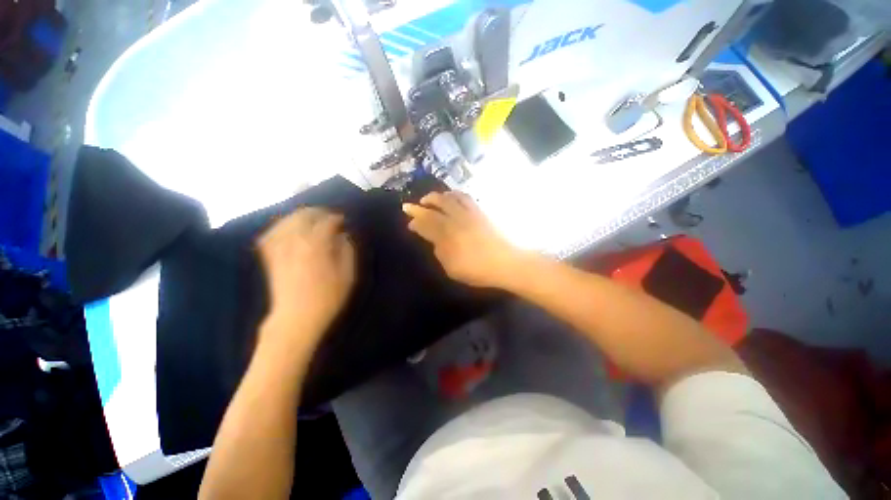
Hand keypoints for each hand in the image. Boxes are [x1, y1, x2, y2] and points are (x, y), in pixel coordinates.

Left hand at [257, 208, 355, 342]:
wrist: (296, 318)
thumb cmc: (327, 298)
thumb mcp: (347, 275)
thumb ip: (347, 251)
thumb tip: (343, 235)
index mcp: (316, 245)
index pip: (326, 222)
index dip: (337, 218)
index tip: (344, 220)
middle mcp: (295, 241)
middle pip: (303, 215)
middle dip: (318, 212)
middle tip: (329, 216)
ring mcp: (279, 248)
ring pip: (286, 221)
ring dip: (300, 216)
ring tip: (311, 219)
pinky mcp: (270, 257)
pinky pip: (271, 234)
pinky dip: (280, 226)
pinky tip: (287, 228)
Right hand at [403, 191, 527, 288]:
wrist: (506, 262)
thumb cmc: (477, 270)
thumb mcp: (452, 268)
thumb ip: (440, 253)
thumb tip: (434, 241)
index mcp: (447, 236)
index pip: (426, 225)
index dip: (416, 222)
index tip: (409, 222)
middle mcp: (455, 221)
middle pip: (434, 209)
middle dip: (419, 207)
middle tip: (410, 206)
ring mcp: (468, 214)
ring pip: (448, 199)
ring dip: (435, 197)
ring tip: (428, 198)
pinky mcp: (479, 212)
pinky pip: (465, 197)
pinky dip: (454, 194)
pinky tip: (451, 196)